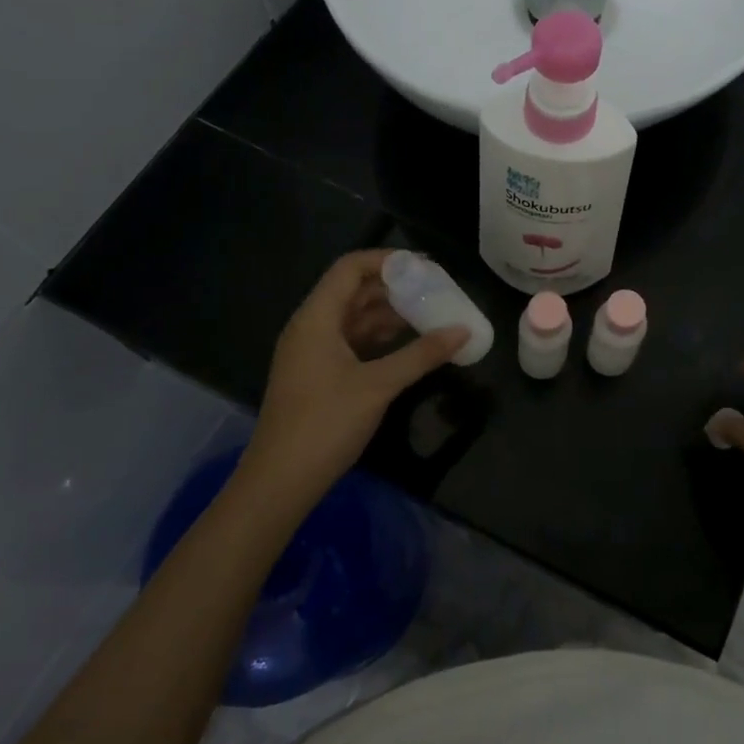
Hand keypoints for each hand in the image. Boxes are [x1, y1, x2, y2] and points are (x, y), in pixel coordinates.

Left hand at [242, 251, 465, 510]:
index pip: (350, 268)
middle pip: (353, 291)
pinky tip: (408, 345)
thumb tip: (463, 331)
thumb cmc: (326, 423)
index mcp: (316, 318)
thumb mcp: (379, 385)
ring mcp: (311, 353)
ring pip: (354, 318)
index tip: (425, 267)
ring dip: (389, 314)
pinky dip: (379, 338)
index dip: (387, 261)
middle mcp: (310, 327)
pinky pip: (351, 342)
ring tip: (430, 314)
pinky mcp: (317, 375)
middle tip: (435, 290)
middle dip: (394, 287)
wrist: (280, 482)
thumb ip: (422, 354)